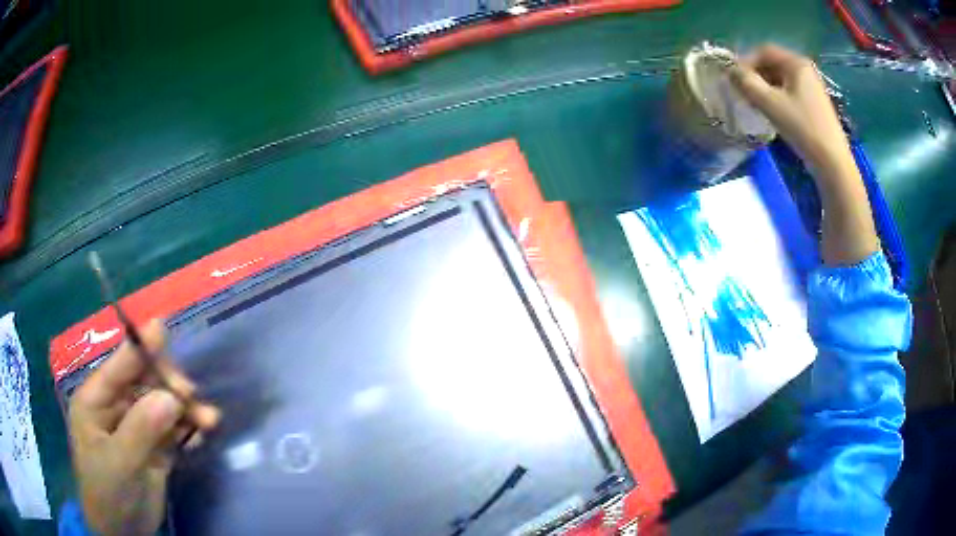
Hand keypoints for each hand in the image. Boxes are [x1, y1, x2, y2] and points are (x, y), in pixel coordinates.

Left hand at [69, 320, 219, 535]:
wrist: (125, 534)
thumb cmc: (108, 494)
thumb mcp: (119, 463)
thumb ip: (141, 430)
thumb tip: (171, 397)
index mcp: (96, 401)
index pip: (118, 366)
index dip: (139, 347)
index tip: (163, 329)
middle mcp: (115, 407)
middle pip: (145, 382)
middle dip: (169, 386)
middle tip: (192, 397)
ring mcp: (136, 427)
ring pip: (163, 405)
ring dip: (186, 409)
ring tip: (209, 422)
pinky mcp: (155, 448)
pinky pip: (174, 429)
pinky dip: (188, 428)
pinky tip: (202, 434)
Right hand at [731, 44, 879, 265]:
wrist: (833, 164)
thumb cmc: (803, 128)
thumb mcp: (770, 104)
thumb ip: (747, 83)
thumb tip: (729, 71)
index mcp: (796, 63)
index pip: (763, 51)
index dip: (745, 61)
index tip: (734, 80)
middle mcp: (805, 70)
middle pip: (772, 64)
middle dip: (755, 76)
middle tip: (743, 93)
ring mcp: (812, 88)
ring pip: (780, 80)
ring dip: (764, 88)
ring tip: (755, 105)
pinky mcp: (814, 105)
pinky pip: (789, 93)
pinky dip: (777, 98)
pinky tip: (772, 114)